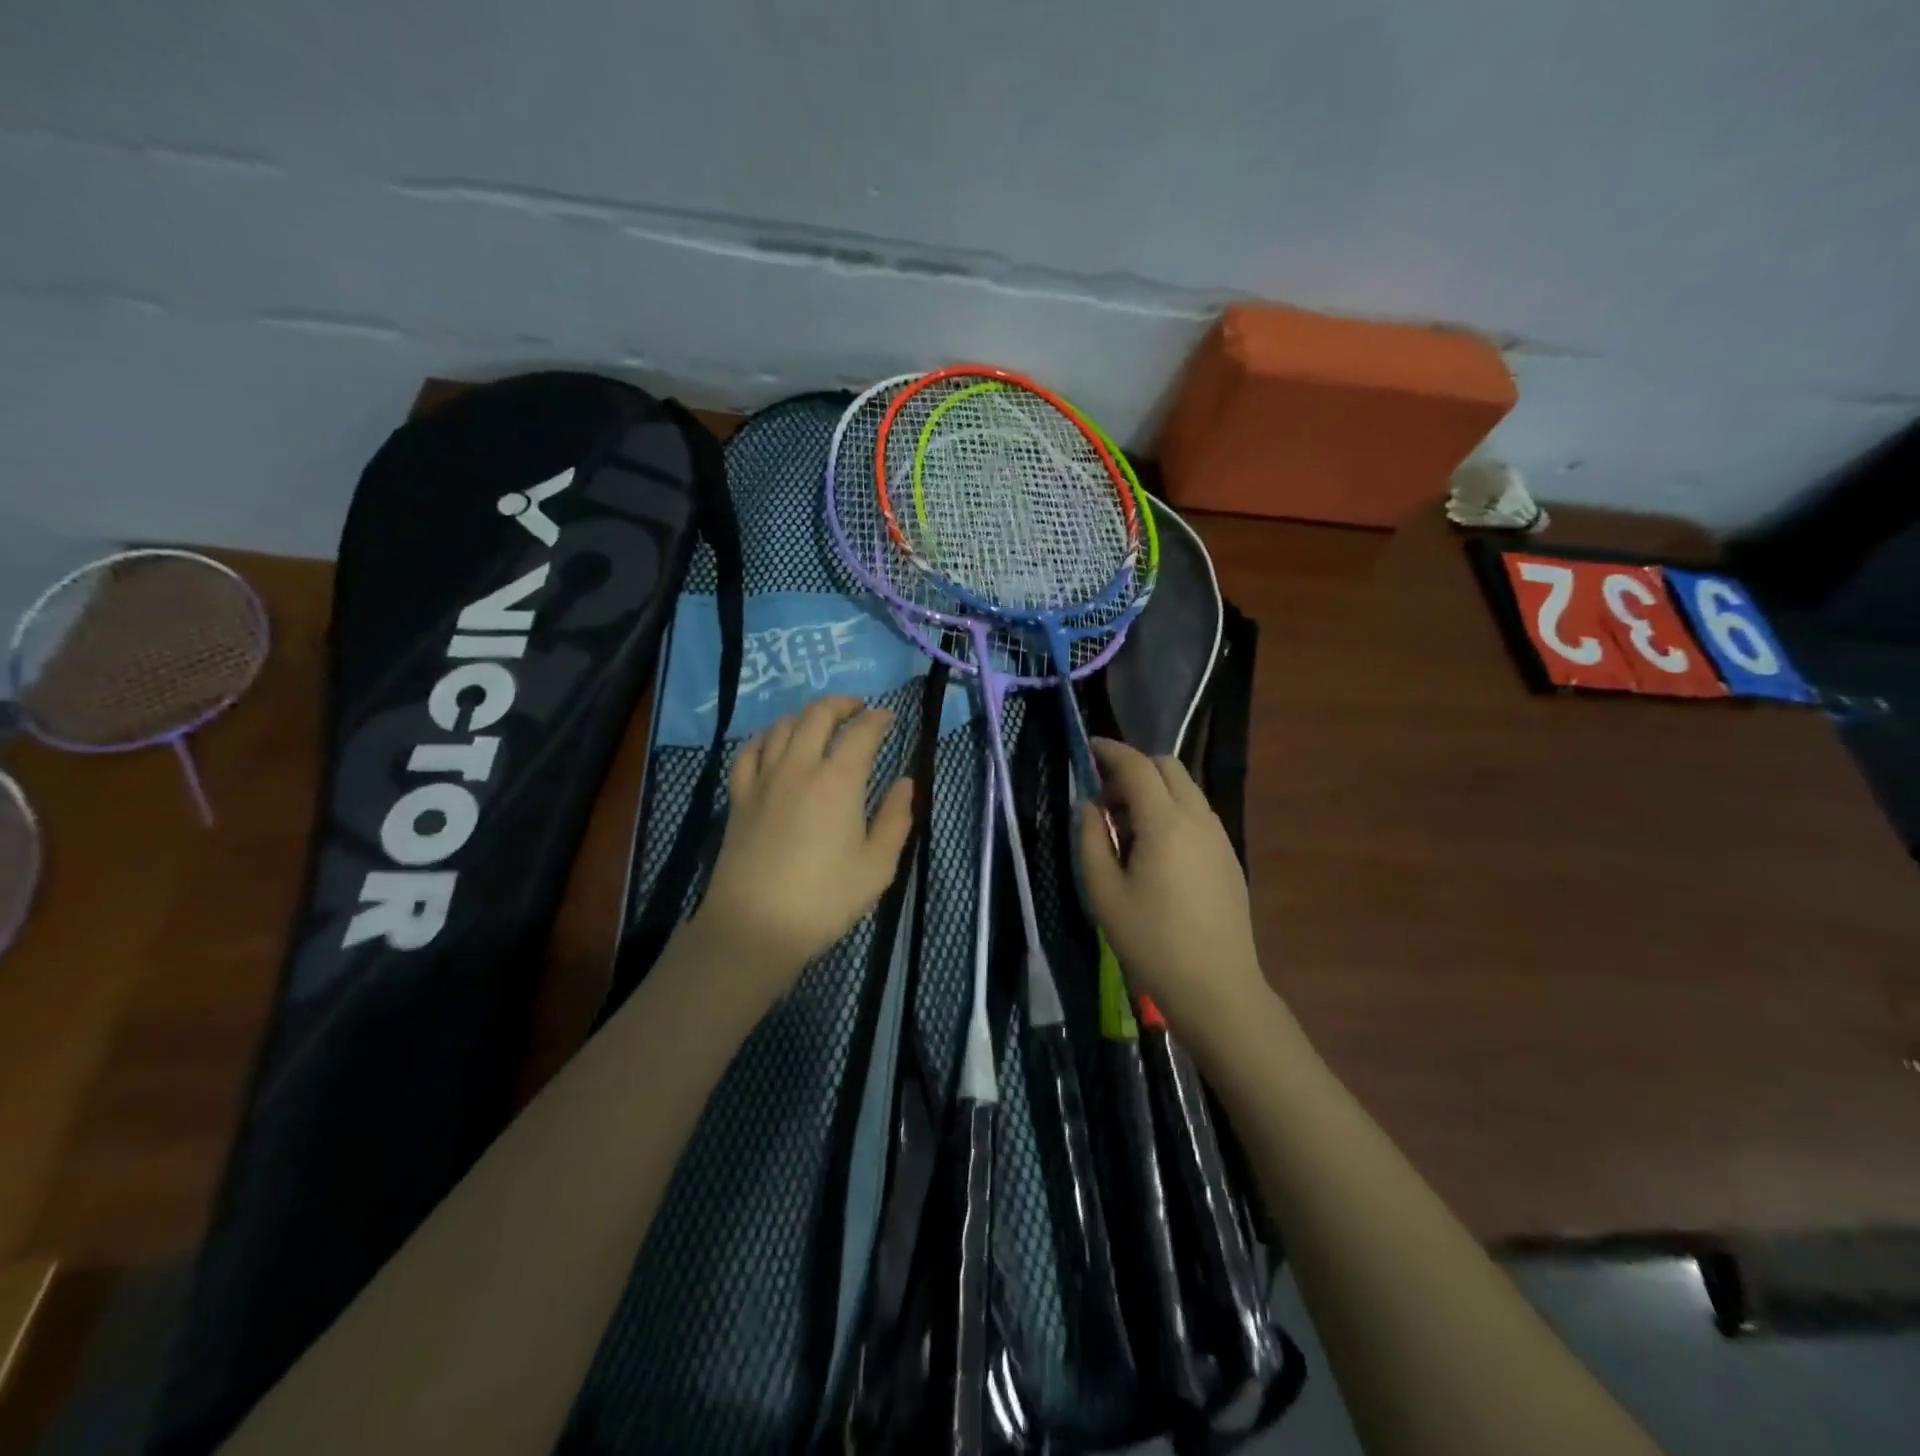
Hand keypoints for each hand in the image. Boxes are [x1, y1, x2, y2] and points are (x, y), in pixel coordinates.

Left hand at [693, 696, 913, 1001]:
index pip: (861, 733)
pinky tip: (773, 742)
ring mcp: (764, 780)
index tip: (889, 717)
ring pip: (781, 727)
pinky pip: (748, 752)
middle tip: (858, 707)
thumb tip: (906, 782)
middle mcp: (799, 768)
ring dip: (805, 715)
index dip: (878, 719)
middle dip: (841, 704)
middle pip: (817, 716)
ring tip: (820, 720)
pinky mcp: (739, 797)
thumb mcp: (878, 866)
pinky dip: (765, 737)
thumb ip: (896, 818)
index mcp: (838, 781)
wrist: (755, 926)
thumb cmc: (825, 899)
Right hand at [1078, 738, 1268, 1042]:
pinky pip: (1197, 813)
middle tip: (1105, 795)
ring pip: (1186, 789)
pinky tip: (1154, 848)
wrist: (1217, 987)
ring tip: (1125, 825)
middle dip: (1134, 768)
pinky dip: (1172, 810)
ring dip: (1154, 789)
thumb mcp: (1104, 893)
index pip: (1137, 766)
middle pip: (1168, 767)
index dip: (1111, 751)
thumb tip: (1089, 806)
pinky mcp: (1229, 856)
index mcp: (1165, 823)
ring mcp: (1219, 837)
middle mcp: (1198, 818)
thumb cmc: (1151, 942)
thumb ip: (1091, 840)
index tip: (1089, 748)